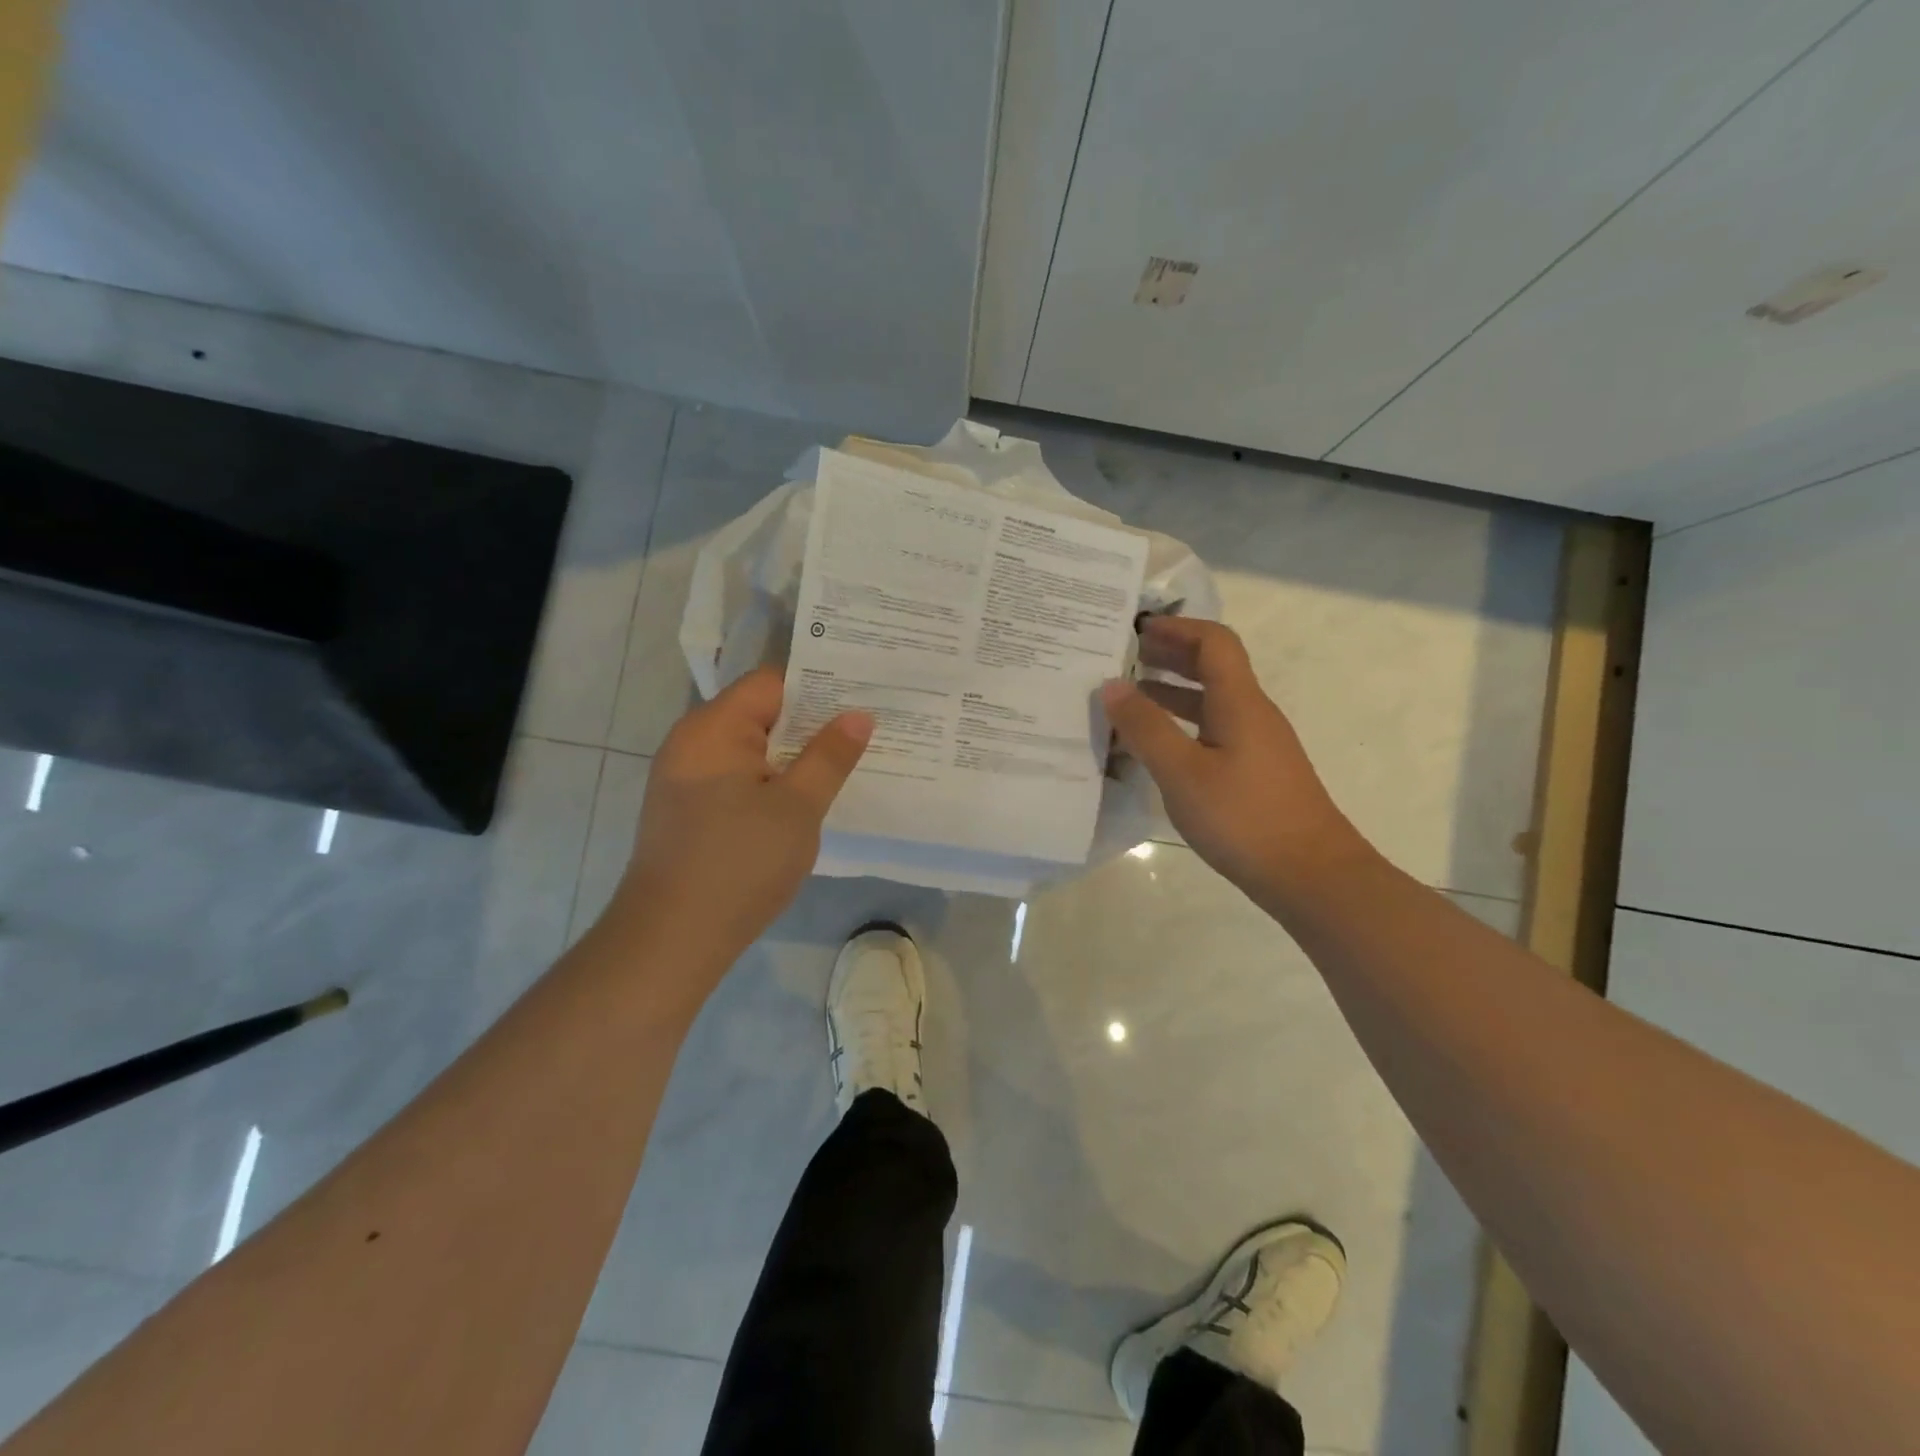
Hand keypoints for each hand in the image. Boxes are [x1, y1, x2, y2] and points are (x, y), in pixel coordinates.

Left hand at [618, 668, 871, 974]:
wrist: (671, 940)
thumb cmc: (739, 864)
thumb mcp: (797, 807)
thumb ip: (830, 756)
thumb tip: (858, 715)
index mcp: (713, 728)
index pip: (771, 683)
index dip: (819, 688)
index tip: (862, 699)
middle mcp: (692, 742)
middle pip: (760, 713)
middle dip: (811, 723)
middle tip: (864, 733)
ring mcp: (685, 777)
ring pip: (751, 749)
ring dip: (793, 756)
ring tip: (843, 765)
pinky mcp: (688, 809)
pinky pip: (737, 777)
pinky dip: (771, 781)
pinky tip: (803, 800)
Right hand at [1102, 617, 1364, 900]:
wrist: (1311, 875)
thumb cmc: (1244, 818)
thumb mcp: (1182, 773)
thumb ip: (1145, 727)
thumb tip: (1112, 684)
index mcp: (1240, 702)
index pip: (1214, 642)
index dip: (1177, 628)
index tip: (1137, 630)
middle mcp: (1252, 713)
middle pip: (1214, 667)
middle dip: (1170, 655)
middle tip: (1125, 657)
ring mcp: (1257, 744)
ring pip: (1213, 701)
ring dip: (1174, 691)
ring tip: (1130, 696)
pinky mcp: (1256, 771)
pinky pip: (1214, 730)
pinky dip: (1183, 724)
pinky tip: (1157, 746)